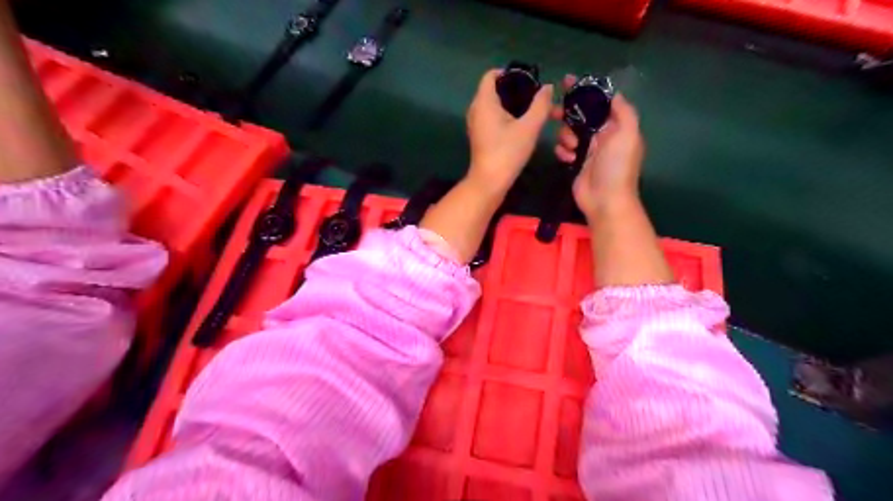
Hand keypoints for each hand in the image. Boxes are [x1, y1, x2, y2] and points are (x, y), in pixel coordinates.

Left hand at [468, 68, 551, 194]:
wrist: (489, 183)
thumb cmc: (507, 152)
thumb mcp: (529, 127)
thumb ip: (540, 105)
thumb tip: (548, 87)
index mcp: (484, 102)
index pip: (491, 75)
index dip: (510, 73)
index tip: (529, 80)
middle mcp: (477, 110)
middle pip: (496, 90)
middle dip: (518, 91)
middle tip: (537, 97)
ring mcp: (477, 124)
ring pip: (497, 106)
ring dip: (516, 106)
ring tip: (535, 112)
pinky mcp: (481, 137)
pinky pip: (494, 119)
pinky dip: (508, 118)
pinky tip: (524, 126)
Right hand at [552, 75, 641, 218]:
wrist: (605, 200)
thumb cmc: (616, 166)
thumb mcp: (627, 134)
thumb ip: (622, 110)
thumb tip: (612, 93)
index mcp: (616, 126)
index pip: (599, 102)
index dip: (585, 90)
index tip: (567, 82)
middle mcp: (602, 135)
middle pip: (581, 115)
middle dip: (568, 112)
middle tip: (554, 112)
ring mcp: (588, 150)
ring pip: (570, 132)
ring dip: (566, 136)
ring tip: (572, 147)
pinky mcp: (576, 163)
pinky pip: (564, 149)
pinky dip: (563, 152)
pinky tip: (567, 159)